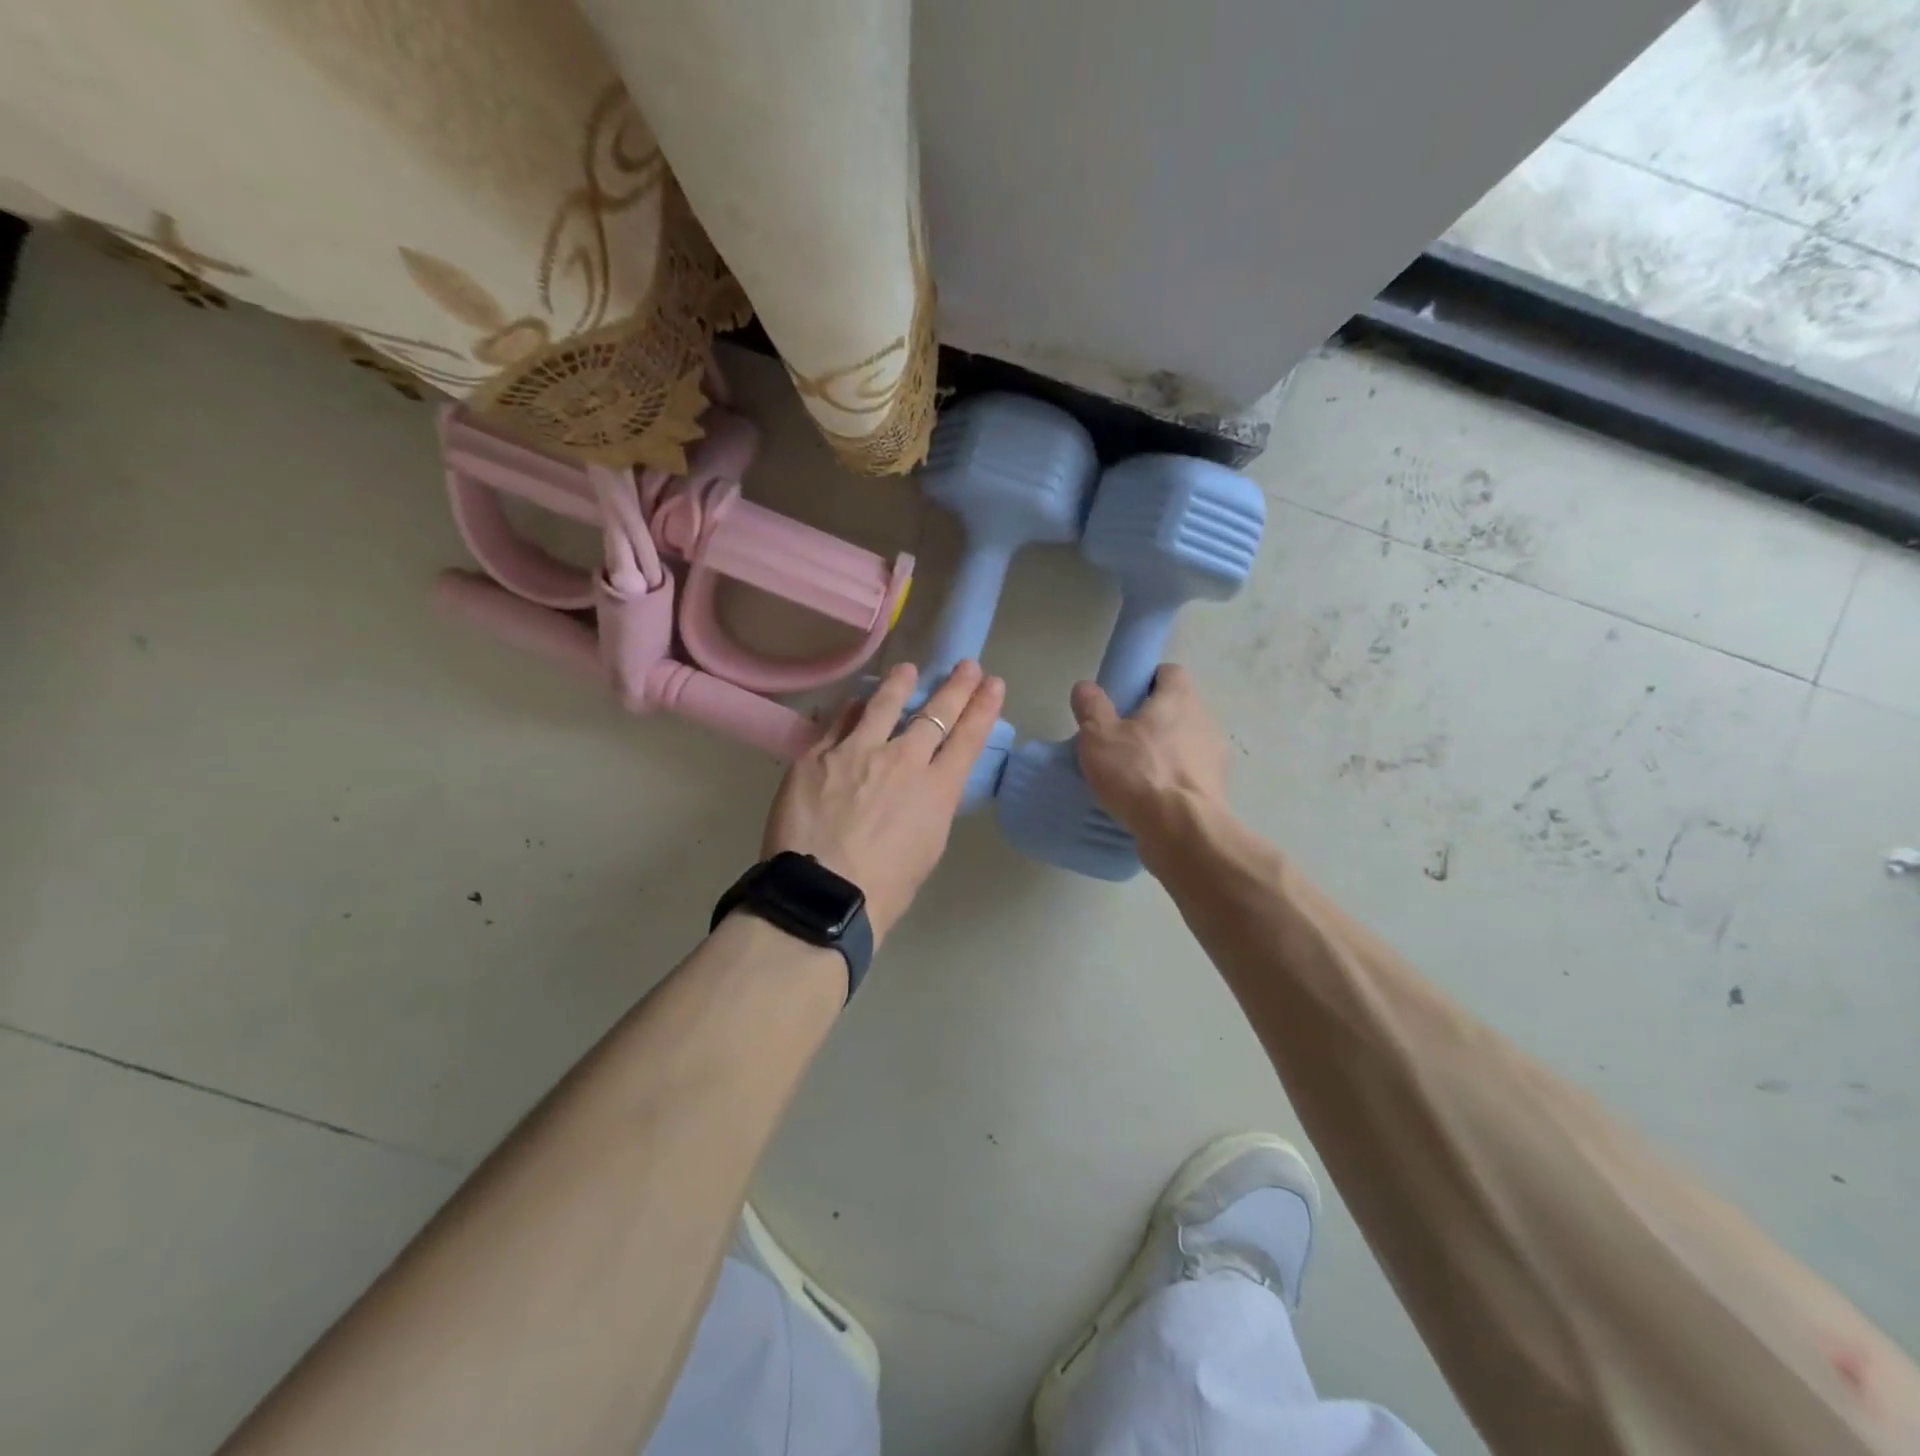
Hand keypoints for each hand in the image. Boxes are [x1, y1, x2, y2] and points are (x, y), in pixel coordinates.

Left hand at [763, 660, 1004, 944]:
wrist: (823, 894)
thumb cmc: (883, 888)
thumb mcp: (926, 847)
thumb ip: (928, 806)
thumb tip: (922, 785)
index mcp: (936, 789)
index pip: (968, 738)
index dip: (983, 708)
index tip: (993, 684)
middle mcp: (902, 760)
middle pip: (934, 713)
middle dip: (956, 687)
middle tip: (967, 665)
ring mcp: (857, 752)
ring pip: (883, 705)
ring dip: (900, 684)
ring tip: (907, 670)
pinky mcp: (817, 755)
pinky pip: (839, 721)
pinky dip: (852, 709)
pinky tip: (855, 701)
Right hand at [1070, 664, 1228, 839]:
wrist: (1182, 831)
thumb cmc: (1138, 773)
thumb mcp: (1099, 737)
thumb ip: (1091, 708)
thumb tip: (1086, 687)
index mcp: (1179, 699)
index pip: (1168, 672)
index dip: (1145, 681)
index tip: (1123, 700)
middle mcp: (1204, 721)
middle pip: (1176, 710)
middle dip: (1151, 721)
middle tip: (1119, 741)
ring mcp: (1215, 757)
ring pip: (1184, 744)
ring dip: (1163, 753)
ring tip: (1132, 776)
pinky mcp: (1216, 790)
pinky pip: (1189, 776)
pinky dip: (1172, 782)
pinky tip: (1148, 800)